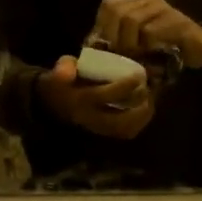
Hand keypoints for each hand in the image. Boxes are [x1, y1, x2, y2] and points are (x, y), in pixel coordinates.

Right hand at [36, 56, 153, 138]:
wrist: (52, 104)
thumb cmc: (60, 83)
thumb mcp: (59, 71)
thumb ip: (65, 67)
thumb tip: (70, 67)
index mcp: (79, 101)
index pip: (105, 96)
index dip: (125, 86)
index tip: (139, 76)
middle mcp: (89, 118)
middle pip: (119, 120)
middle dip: (138, 107)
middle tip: (146, 91)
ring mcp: (96, 129)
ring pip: (124, 130)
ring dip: (141, 118)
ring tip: (149, 102)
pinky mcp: (102, 133)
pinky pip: (123, 134)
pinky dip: (137, 124)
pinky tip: (144, 112)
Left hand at [92, 0, 201, 69]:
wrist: (200, 51)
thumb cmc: (165, 51)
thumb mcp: (137, 47)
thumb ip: (119, 44)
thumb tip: (94, 52)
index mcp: (136, 5)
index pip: (108, 7)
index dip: (102, 29)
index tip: (106, 51)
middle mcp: (148, 2)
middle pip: (117, 12)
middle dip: (114, 38)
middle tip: (121, 57)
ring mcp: (163, 9)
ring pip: (131, 20)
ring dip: (129, 44)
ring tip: (135, 58)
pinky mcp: (177, 21)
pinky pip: (150, 32)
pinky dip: (145, 48)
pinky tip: (150, 57)